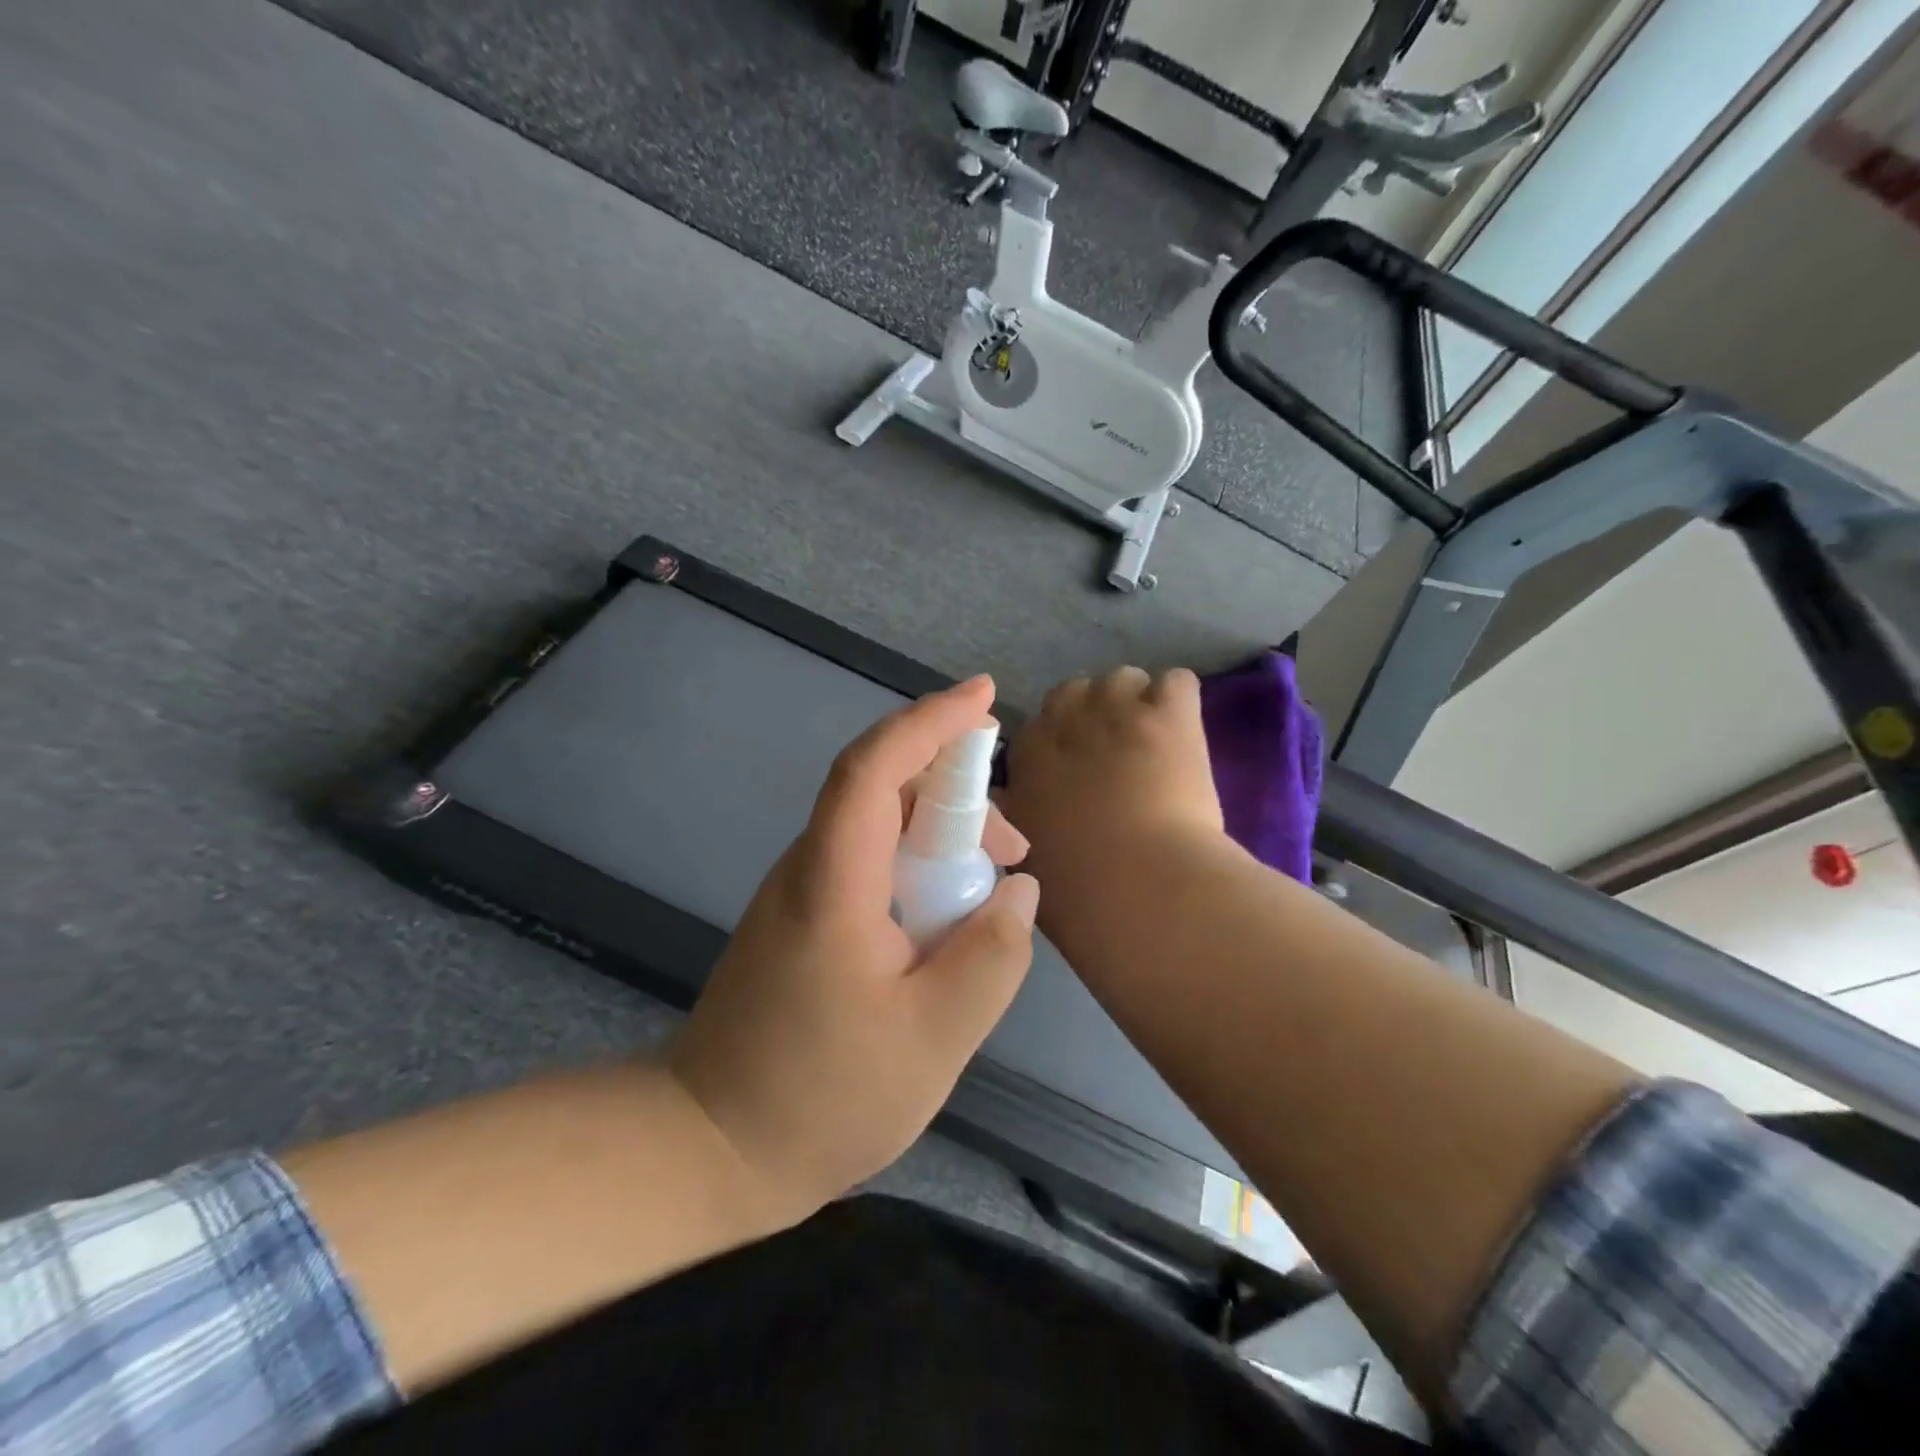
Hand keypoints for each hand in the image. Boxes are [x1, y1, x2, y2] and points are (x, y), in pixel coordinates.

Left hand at [666, 675, 1038, 1221]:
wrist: (711, 1147)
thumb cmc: (823, 1096)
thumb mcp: (934, 1037)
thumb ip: (991, 957)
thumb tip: (1017, 890)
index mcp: (833, 881)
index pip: (874, 767)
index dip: (929, 722)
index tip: (985, 698)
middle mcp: (809, 868)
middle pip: (881, 789)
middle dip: (955, 790)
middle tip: (1014, 843)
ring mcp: (800, 893)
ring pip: (878, 828)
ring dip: (940, 835)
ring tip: (993, 886)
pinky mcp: (803, 920)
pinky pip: (870, 864)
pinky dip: (918, 867)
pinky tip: (948, 917)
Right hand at [998, 667, 1224, 913]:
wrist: (1142, 889)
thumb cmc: (1078, 891)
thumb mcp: (1023, 858)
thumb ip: (1015, 819)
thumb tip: (1011, 798)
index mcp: (1027, 756)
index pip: (1037, 728)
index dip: (1060, 749)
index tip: (1077, 775)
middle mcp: (1064, 720)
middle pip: (1074, 692)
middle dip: (1092, 716)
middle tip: (1116, 756)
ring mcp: (1118, 710)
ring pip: (1123, 679)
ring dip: (1135, 704)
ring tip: (1155, 743)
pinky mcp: (1170, 713)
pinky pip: (1176, 682)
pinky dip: (1180, 703)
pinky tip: (1185, 734)